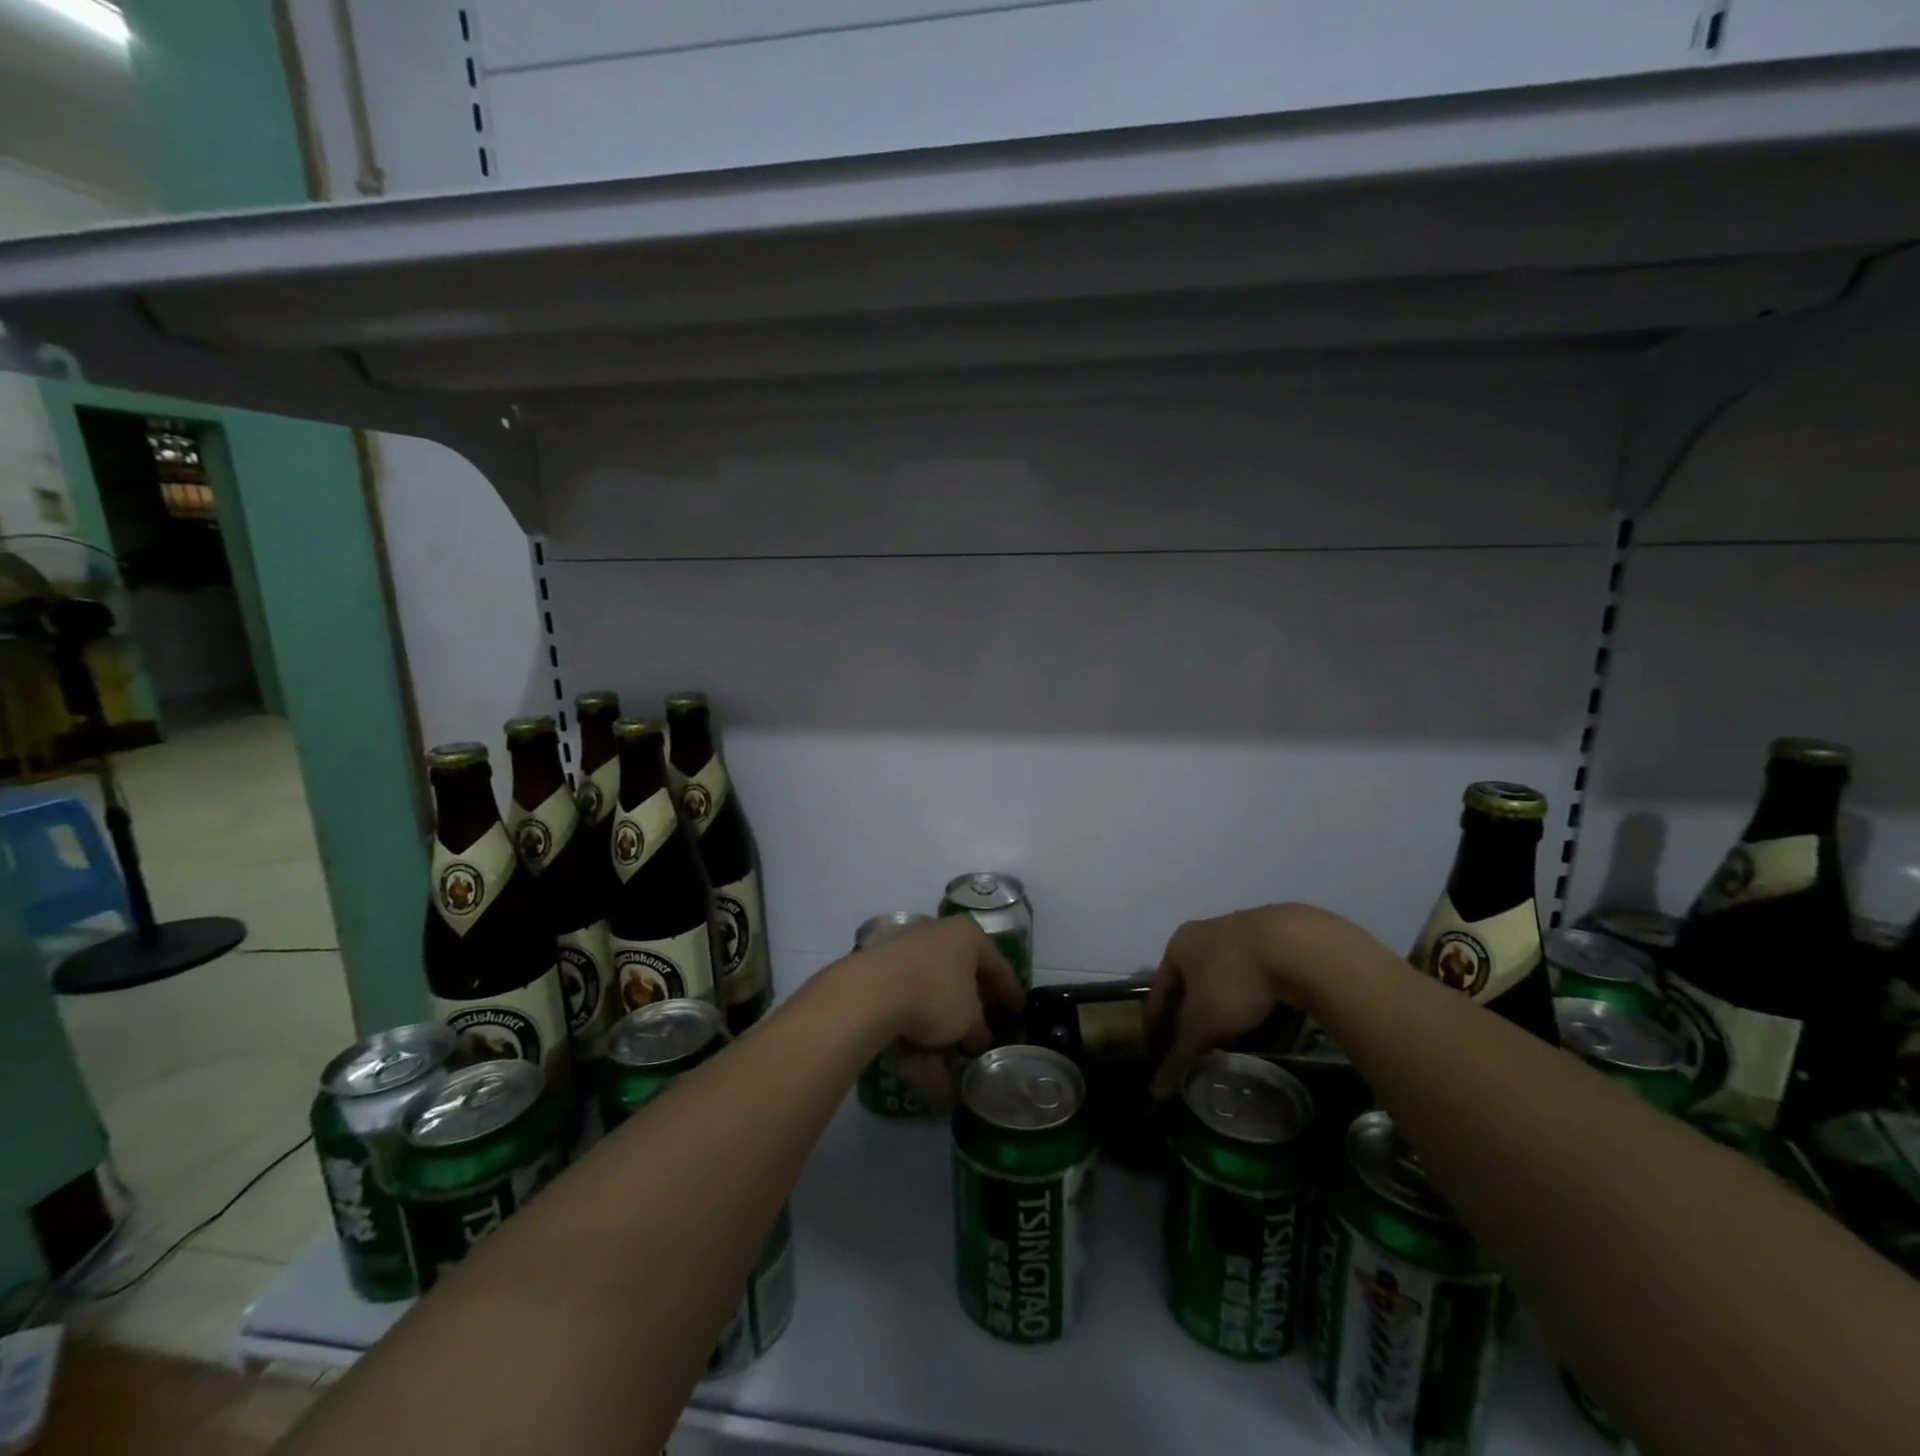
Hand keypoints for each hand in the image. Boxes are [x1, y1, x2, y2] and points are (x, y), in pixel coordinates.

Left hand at [839, 917, 1024, 1108]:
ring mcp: (901, 956)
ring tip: (951, 1082)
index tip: (1019, 1013)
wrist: (870, 993)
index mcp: (964, 936)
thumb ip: (979, 1031)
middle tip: (981, 1042)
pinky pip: (903, 1014)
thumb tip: (979, 1041)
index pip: (997, 964)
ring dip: (940, 1043)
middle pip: (959, 982)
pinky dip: (914, 1046)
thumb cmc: (935, 995)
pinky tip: (925, 1081)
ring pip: (928, 1003)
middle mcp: (934, 937)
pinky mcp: (875, 979)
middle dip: (969, 1018)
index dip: (1011, 992)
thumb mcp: (969, 1020)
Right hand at [1148, 903, 1380, 1097]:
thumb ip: (1179, 1056)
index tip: (1160, 1051)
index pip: (1159, 991)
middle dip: (1192, 1015)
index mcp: (1178, 945)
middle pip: (1191, 983)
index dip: (1157, 1024)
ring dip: (1223, 1006)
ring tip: (1232, 1036)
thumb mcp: (1202, 1024)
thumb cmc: (1233, 981)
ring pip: (1224, 977)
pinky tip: (1264, 1018)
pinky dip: (1253, 998)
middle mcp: (1205, 933)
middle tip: (1197, 1046)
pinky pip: (1255, 976)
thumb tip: (1156, 1093)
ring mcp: (1242, 932)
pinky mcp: (1275, 938)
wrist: (1296, 946)